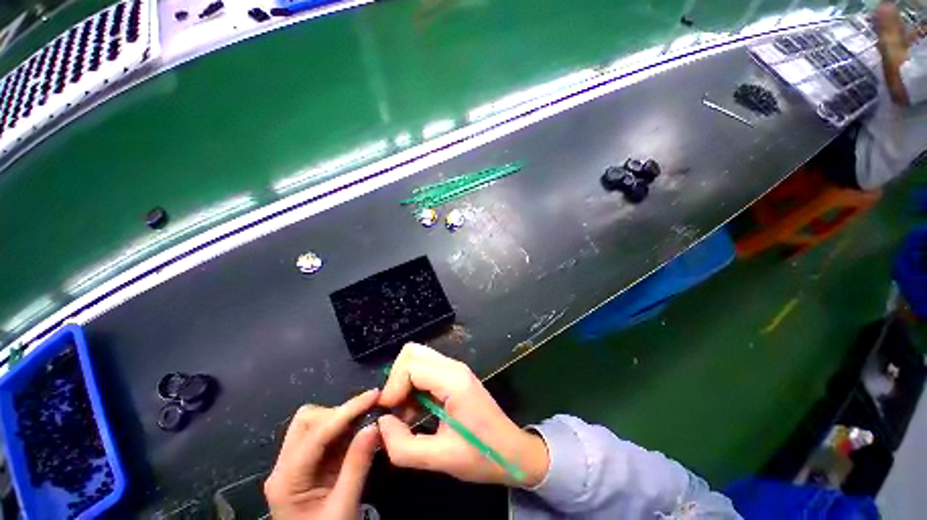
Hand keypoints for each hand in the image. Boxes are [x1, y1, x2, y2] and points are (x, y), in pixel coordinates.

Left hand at [264, 390, 379, 519]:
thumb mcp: (344, 507)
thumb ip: (357, 466)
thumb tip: (375, 425)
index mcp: (286, 480)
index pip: (316, 433)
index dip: (347, 411)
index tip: (374, 396)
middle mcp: (285, 466)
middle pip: (307, 420)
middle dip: (339, 413)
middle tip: (368, 415)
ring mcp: (294, 464)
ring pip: (314, 422)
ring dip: (342, 418)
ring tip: (367, 420)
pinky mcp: (308, 464)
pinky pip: (325, 434)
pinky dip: (344, 427)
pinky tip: (360, 429)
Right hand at [377, 343, 548, 487]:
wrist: (513, 451)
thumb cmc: (482, 455)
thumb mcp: (440, 459)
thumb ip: (403, 446)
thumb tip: (382, 423)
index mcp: (453, 381)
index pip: (411, 365)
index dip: (393, 387)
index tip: (388, 414)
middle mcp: (454, 367)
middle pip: (412, 352)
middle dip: (396, 378)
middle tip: (395, 408)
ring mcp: (455, 369)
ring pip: (418, 357)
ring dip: (404, 381)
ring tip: (405, 412)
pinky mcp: (455, 376)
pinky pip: (426, 368)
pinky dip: (413, 384)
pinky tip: (416, 410)